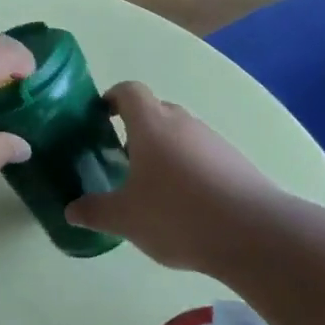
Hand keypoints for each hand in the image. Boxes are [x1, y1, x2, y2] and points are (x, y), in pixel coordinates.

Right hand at [67, 82, 275, 270]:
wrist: (253, 232)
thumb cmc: (177, 214)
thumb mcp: (126, 219)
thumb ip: (96, 211)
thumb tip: (71, 210)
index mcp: (151, 124)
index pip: (129, 91)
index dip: (112, 98)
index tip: (100, 117)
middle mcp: (182, 122)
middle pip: (155, 112)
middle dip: (137, 130)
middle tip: (121, 160)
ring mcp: (213, 141)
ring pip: (180, 135)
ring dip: (165, 152)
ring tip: (153, 188)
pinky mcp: (235, 162)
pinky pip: (203, 155)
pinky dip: (189, 170)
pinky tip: (186, 205)